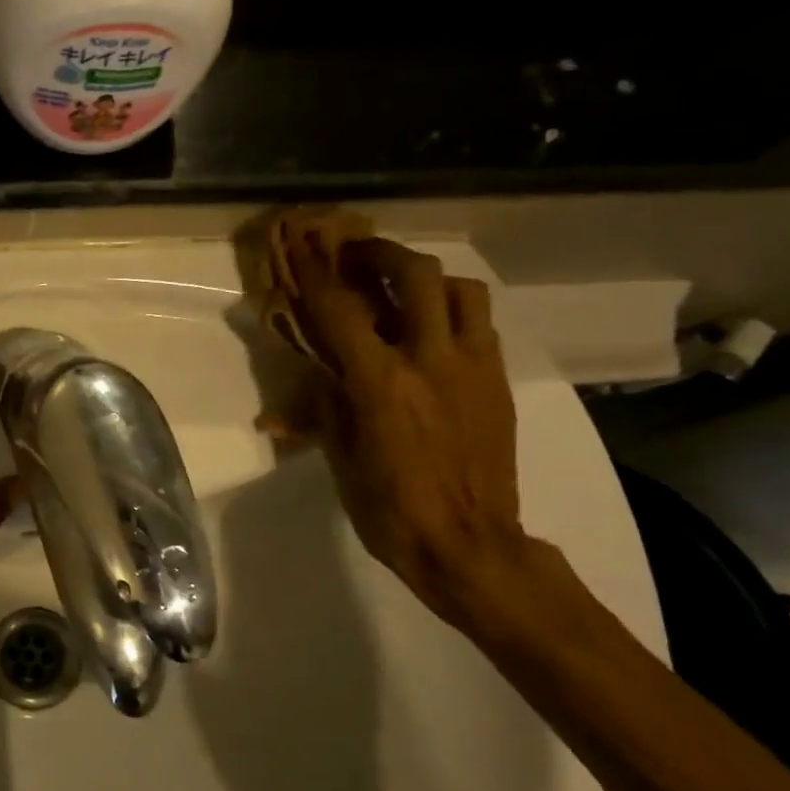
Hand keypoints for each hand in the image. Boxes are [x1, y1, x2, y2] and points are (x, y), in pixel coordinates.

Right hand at [271, 226, 529, 613]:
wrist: (469, 544)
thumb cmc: (389, 508)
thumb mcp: (339, 458)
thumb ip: (323, 409)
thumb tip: (291, 396)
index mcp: (380, 382)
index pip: (341, 309)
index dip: (317, 272)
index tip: (302, 246)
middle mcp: (429, 360)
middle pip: (414, 275)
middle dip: (381, 253)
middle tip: (357, 253)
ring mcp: (471, 367)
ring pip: (461, 290)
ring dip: (427, 277)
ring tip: (404, 286)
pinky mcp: (498, 382)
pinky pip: (481, 324)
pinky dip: (454, 310)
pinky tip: (434, 327)